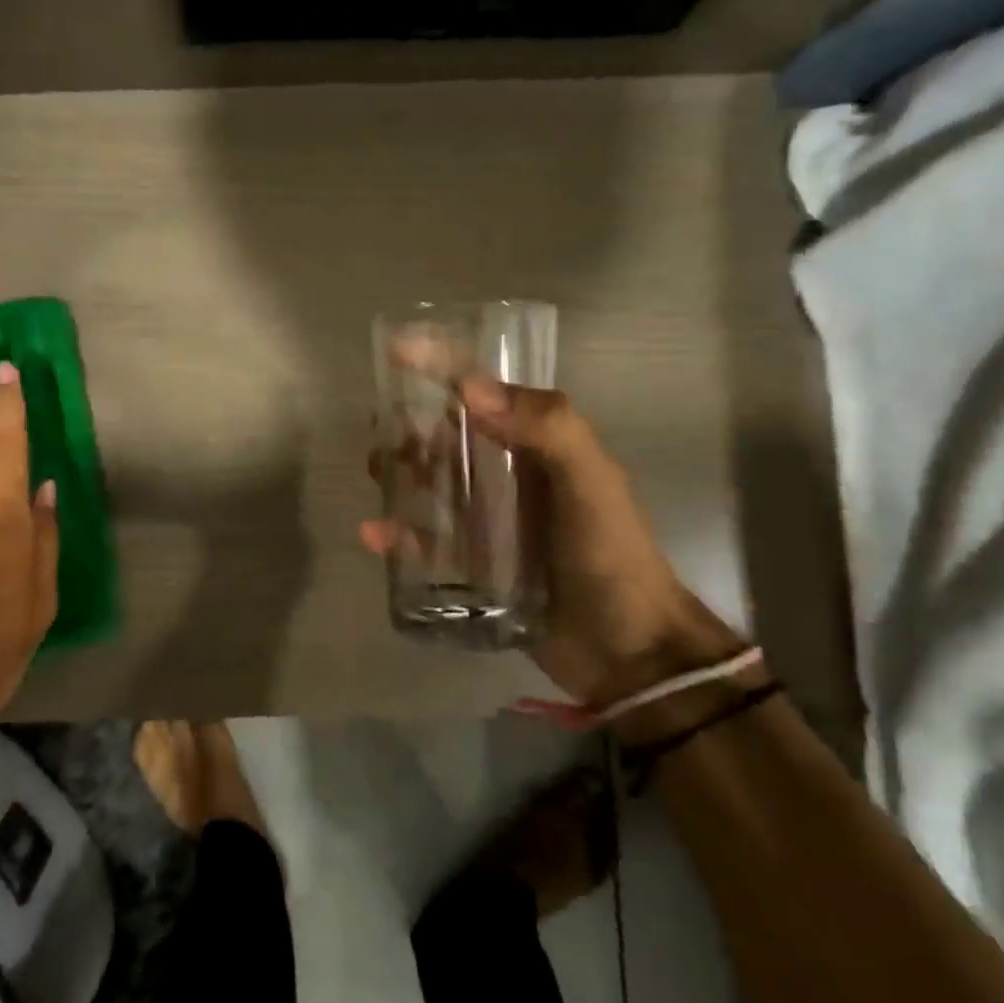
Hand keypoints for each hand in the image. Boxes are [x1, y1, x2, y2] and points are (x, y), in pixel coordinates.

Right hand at [361, 374, 735, 707]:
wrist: (630, 652)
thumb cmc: (612, 556)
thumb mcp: (591, 482)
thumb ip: (546, 428)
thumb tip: (468, 389)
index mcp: (540, 445)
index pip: (487, 391)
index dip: (443, 365)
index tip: (398, 350)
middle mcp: (512, 476)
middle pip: (450, 436)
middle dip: (412, 424)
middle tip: (378, 425)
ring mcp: (492, 522)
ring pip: (433, 484)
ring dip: (401, 472)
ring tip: (373, 469)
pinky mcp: (475, 565)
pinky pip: (428, 541)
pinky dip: (400, 535)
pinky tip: (374, 533)